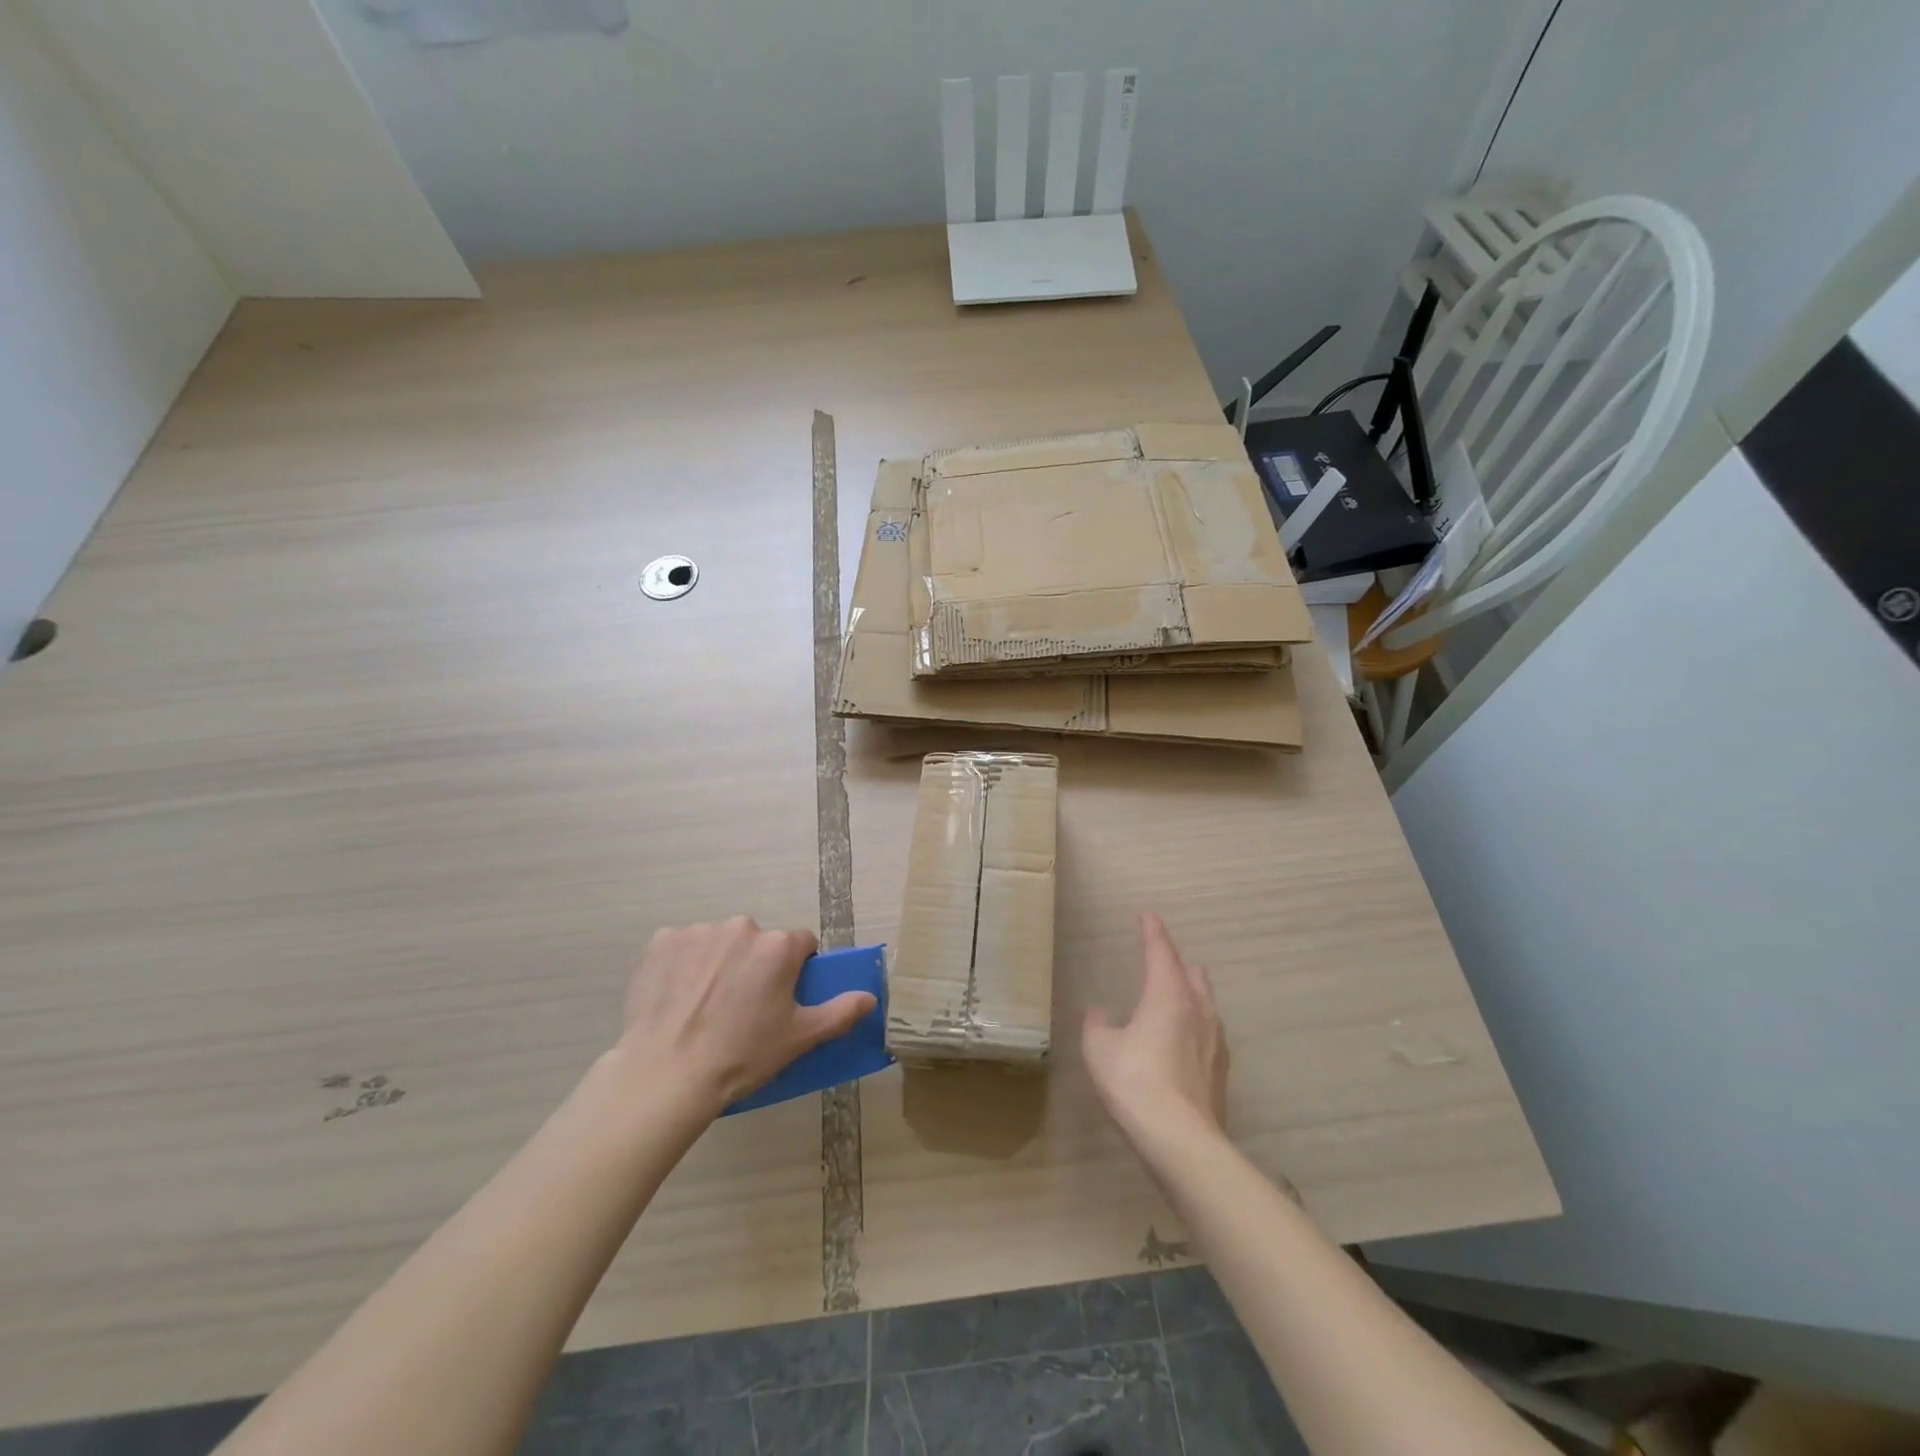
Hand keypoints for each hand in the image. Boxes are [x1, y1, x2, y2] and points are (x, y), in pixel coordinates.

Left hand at [618, 917, 875, 1109]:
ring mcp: (698, 931)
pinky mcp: (661, 942)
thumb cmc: (742, 1056)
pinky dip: (683, 965)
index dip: (796, 969)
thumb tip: (869, 997)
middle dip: (755, 964)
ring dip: (719, 962)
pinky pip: (682, 947)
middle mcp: (742, 927)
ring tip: (705, 1006)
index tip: (782, 997)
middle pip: (758, 941)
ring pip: (720, 942)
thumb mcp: (799, 1039)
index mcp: (779, 946)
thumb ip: (839, 1012)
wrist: (665, 1075)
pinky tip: (677, 998)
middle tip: (743, 1007)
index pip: (802, 944)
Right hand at [1083, 914, 1228, 1151]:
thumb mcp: (1100, 1049)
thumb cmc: (1135, 1082)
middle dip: (1176, 961)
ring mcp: (1215, 1041)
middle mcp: (1197, 1009)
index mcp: (1168, 995)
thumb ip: (1097, 1024)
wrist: (1182, 1141)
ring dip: (1189, 992)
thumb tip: (1099, 1012)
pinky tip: (1181, 1041)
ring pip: (1205, 1002)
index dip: (1152, 932)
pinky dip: (1194, 1024)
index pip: (1160, 952)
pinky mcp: (1220, 1070)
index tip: (1148, 916)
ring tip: (1171, 998)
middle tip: (1158, 959)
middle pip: (1192, 973)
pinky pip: (1208, 1032)